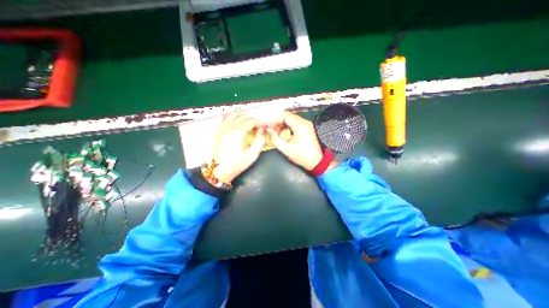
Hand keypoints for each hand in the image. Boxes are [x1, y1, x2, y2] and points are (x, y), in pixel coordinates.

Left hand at [211, 112, 265, 182]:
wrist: (219, 170)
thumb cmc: (237, 164)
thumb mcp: (252, 154)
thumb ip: (260, 140)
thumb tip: (262, 130)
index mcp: (237, 133)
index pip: (251, 121)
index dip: (260, 122)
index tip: (264, 127)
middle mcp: (229, 127)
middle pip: (243, 117)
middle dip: (253, 120)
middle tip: (258, 127)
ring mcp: (222, 128)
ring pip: (234, 114)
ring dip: (243, 117)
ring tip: (249, 124)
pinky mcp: (218, 130)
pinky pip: (225, 118)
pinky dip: (233, 117)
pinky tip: (237, 123)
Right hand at [268, 111, 322, 169]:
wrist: (316, 161)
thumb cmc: (302, 156)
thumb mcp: (286, 149)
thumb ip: (275, 139)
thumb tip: (269, 131)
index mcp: (300, 126)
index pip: (284, 116)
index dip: (275, 120)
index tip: (269, 126)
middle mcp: (304, 122)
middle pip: (288, 115)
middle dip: (278, 121)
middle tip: (272, 129)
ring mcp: (307, 125)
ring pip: (291, 118)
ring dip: (283, 123)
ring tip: (277, 132)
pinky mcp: (307, 128)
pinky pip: (295, 122)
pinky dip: (288, 125)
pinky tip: (284, 132)